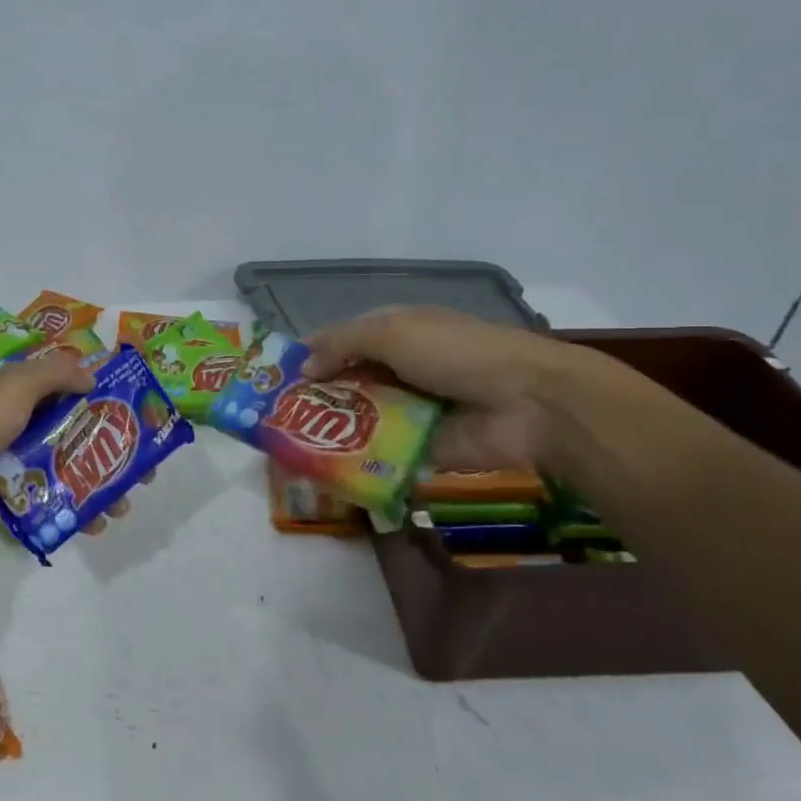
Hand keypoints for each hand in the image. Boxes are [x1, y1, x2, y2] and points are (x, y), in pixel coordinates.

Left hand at [0, 355, 133, 535]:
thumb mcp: (13, 386)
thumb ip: (54, 374)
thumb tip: (93, 375)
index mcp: (19, 393)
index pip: (70, 391)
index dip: (105, 403)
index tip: (138, 420)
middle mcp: (19, 424)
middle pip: (76, 435)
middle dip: (110, 454)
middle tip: (142, 474)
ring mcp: (13, 463)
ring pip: (66, 472)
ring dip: (97, 488)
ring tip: (121, 507)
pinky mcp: (7, 498)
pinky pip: (47, 502)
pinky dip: (71, 512)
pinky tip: (93, 525)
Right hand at [301, 306, 583, 471]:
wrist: (526, 404)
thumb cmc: (456, 353)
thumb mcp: (393, 332)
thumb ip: (342, 343)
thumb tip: (303, 367)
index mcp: (396, 333)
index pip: (341, 342)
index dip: (310, 356)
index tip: (274, 379)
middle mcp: (399, 369)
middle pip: (346, 383)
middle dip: (314, 399)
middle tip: (274, 420)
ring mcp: (409, 411)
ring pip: (358, 420)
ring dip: (329, 432)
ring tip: (287, 448)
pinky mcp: (418, 449)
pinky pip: (378, 454)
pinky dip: (354, 460)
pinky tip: (320, 469)